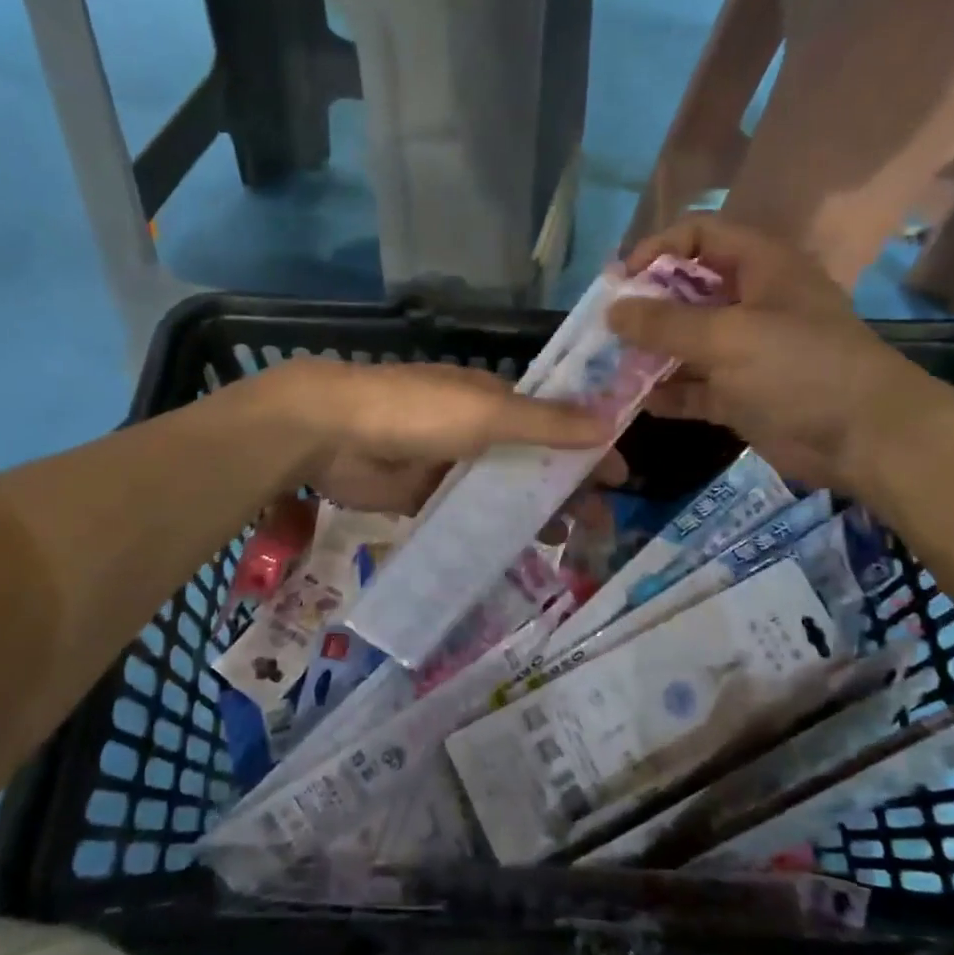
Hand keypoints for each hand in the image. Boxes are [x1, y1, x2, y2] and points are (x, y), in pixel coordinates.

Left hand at [264, 359, 622, 514]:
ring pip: (501, 491)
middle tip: (596, 526)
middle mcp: (477, 430)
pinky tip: (511, 554)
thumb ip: (546, 423)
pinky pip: (466, 515)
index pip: (556, 424)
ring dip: (531, 512)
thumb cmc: (417, 411)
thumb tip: (610, 424)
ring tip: (561, 543)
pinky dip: (490, 531)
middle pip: (532, 461)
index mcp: (495, 400)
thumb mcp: (488, 412)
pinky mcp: (422, 496)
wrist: (333, 432)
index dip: (589, 449)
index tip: (620, 481)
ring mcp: (449, 465)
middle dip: (565, 488)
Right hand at [607, 215, 934, 489]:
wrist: (866, 439)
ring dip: (651, 354)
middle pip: (687, 290)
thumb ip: (665, 323)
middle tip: (606, 329)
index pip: (700, 235)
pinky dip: (670, 393)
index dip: (658, 249)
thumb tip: (612, 310)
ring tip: (611, 368)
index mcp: (760, 266)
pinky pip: (695, 386)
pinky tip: (640, 403)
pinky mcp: (742, 393)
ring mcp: (746, 350)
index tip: (620, 281)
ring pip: (687, 342)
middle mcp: (751, 302)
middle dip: (645, 308)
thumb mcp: (728, 337)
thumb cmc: (800, 369)